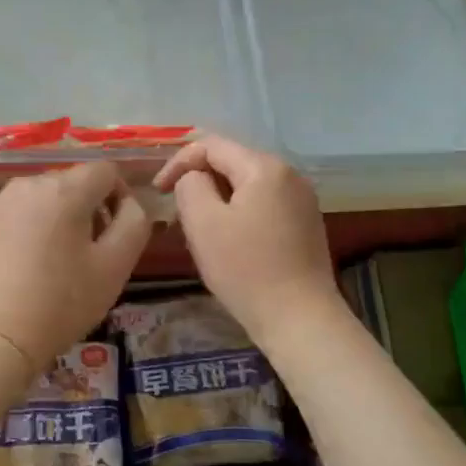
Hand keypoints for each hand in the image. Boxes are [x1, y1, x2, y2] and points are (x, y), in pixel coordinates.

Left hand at [0, 162, 153, 371]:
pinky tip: (15, 271)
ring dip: (49, 221)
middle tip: (83, 256)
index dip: (119, 197)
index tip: (113, 235)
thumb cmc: (62, 303)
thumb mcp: (116, 267)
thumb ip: (134, 223)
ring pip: (35, 201)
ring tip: (47, 266)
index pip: (106, 171)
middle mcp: (25, 185)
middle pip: (68, 184)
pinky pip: (6, 218)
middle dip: (83, 211)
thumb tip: (128, 203)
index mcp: (65, 190)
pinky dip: (17, 234)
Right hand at [154, 135, 339, 343]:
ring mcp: (302, 200)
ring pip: (248, 185)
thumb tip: (194, 178)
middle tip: (178, 211)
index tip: (159, 191)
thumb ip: (190, 186)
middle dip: (200, 180)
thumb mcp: (203, 223)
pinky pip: (264, 204)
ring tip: (201, 228)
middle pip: (233, 162)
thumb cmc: (246, 270)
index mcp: (264, 167)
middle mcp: (289, 175)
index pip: (211, 145)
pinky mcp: (306, 224)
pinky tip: (231, 242)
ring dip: (219, 198)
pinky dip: (241, 213)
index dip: (178, 162)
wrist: (300, 319)